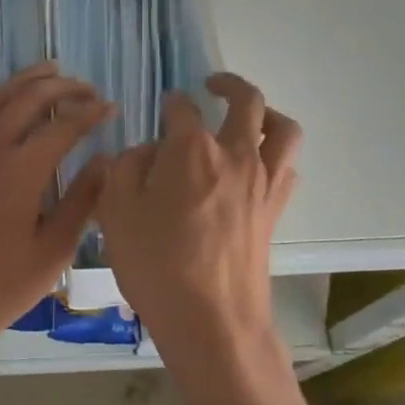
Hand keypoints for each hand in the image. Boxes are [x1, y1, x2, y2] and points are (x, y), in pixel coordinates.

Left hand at [0, 62, 112, 347]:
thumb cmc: (0, 285)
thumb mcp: (53, 249)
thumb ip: (81, 200)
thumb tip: (104, 161)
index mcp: (20, 168)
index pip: (63, 126)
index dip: (90, 113)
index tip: (112, 107)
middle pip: (28, 98)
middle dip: (62, 86)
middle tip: (88, 87)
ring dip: (26, 81)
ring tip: (51, 71)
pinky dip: (0, 101)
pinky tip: (10, 109)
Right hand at [95, 73, 301, 354]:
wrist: (212, 320)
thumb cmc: (156, 264)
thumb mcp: (116, 211)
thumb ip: (125, 168)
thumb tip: (145, 152)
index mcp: (191, 149)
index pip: (182, 108)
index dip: (170, 104)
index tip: (163, 108)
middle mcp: (235, 154)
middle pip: (247, 101)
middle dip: (229, 84)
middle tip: (213, 84)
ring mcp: (262, 182)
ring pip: (283, 129)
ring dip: (268, 113)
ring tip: (251, 117)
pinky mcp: (275, 210)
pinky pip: (287, 168)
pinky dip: (276, 156)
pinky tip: (257, 167)